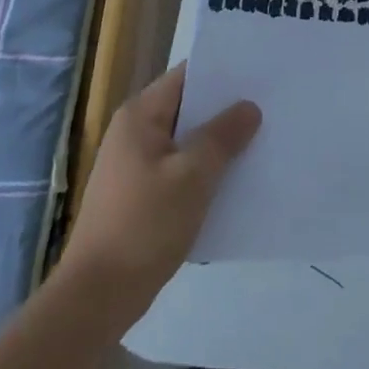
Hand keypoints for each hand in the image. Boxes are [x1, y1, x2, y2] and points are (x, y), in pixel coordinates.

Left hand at [58, 62, 260, 316]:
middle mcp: (134, 132)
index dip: (222, 73)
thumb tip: (249, 107)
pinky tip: (235, 181)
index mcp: (140, 115)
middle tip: (270, 107)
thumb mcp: (193, 176)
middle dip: (225, 110)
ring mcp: (135, 165)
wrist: (98, 295)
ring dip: (217, 144)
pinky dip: (204, 171)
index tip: (259, 74)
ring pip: (185, 142)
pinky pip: (180, 170)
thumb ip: (223, 137)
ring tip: (262, 141)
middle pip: (187, 108)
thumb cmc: (145, 224)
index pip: (186, 77)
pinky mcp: (140, 195)